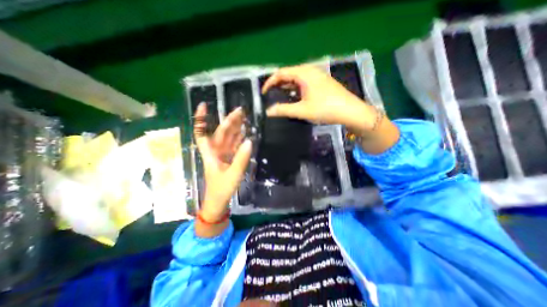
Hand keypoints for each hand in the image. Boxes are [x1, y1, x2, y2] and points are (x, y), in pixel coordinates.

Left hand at [194, 103, 253, 220]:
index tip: (205, 105)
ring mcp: (223, 154)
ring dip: (235, 128)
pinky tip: (245, 132)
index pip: (202, 133)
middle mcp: (216, 151)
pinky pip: (234, 145)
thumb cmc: (221, 189)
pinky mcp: (229, 159)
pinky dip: (239, 138)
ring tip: (244, 118)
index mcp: (211, 153)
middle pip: (221, 132)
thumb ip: (241, 159)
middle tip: (240, 111)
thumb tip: (249, 141)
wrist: (219, 201)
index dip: (201, 119)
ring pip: (228, 137)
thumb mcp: (233, 174)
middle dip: (229, 121)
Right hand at [263, 65, 379, 132]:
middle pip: (288, 74)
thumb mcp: (302, 110)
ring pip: (296, 79)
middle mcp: (309, 70)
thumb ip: (283, 110)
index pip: (281, 73)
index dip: (270, 82)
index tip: (263, 93)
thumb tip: (268, 111)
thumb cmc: (325, 109)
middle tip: (270, 96)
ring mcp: (317, 76)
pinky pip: (304, 83)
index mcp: (303, 73)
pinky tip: (294, 98)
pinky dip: (296, 89)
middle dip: (277, 85)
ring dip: (287, 87)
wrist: (350, 111)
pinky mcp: (321, 83)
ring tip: (279, 98)